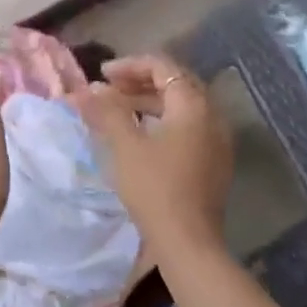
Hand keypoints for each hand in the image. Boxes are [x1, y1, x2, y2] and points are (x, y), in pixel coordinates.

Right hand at [72, 54, 232, 261]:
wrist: (188, 242)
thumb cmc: (154, 187)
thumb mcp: (125, 145)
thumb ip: (107, 110)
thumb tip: (90, 88)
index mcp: (193, 105)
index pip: (163, 66)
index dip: (129, 65)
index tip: (100, 76)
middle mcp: (212, 116)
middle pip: (176, 83)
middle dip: (140, 81)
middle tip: (109, 89)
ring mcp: (217, 141)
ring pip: (182, 106)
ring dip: (150, 101)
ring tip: (118, 110)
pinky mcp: (214, 162)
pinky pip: (188, 127)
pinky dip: (162, 121)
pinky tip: (140, 135)